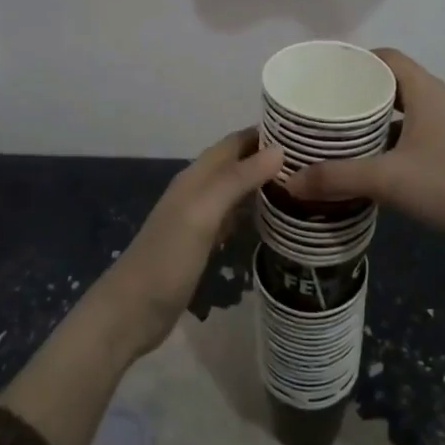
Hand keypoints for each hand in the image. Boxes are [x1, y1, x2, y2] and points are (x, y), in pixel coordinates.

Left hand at [95, 129, 283, 357]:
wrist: (132, 311)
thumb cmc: (167, 259)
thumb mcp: (203, 214)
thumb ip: (238, 180)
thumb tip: (280, 149)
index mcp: (197, 176)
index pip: (235, 142)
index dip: (265, 133)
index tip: (304, 133)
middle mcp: (198, 190)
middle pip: (237, 163)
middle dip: (269, 157)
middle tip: (312, 161)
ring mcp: (199, 218)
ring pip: (237, 189)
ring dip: (264, 183)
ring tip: (303, 186)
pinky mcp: (203, 244)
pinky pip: (234, 216)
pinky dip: (254, 211)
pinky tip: (276, 219)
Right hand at [282, 49, 444, 256]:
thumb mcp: (389, 180)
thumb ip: (338, 178)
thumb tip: (290, 182)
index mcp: (425, 91)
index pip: (386, 57)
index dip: (354, 61)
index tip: (322, 75)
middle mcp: (437, 101)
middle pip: (391, 82)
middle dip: (356, 92)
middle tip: (321, 106)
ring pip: (402, 111)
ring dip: (372, 119)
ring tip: (336, 133)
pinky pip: (412, 134)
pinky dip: (388, 141)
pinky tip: (368, 162)